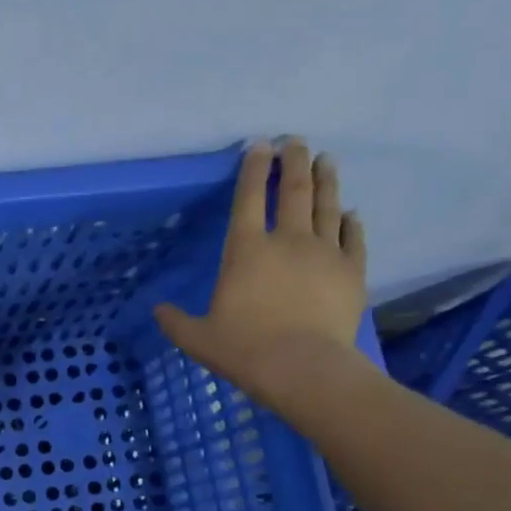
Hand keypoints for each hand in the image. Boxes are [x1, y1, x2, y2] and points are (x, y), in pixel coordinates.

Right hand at [154, 139, 368, 408]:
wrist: (303, 369)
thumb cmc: (244, 350)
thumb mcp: (196, 338)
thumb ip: (175, 321)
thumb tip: (157, 310)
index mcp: (245, 251)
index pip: (248, 198)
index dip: (253, 169)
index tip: (259, 145)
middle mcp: (286, 241)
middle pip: (293, 190)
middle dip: (293, 161)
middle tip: (296, 141)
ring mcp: (324, 253)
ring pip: (326, 205)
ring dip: (325, 179)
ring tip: (325, 160)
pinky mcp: (351, 271)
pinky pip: (352, 238)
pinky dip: (350, 222)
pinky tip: (351, 212)